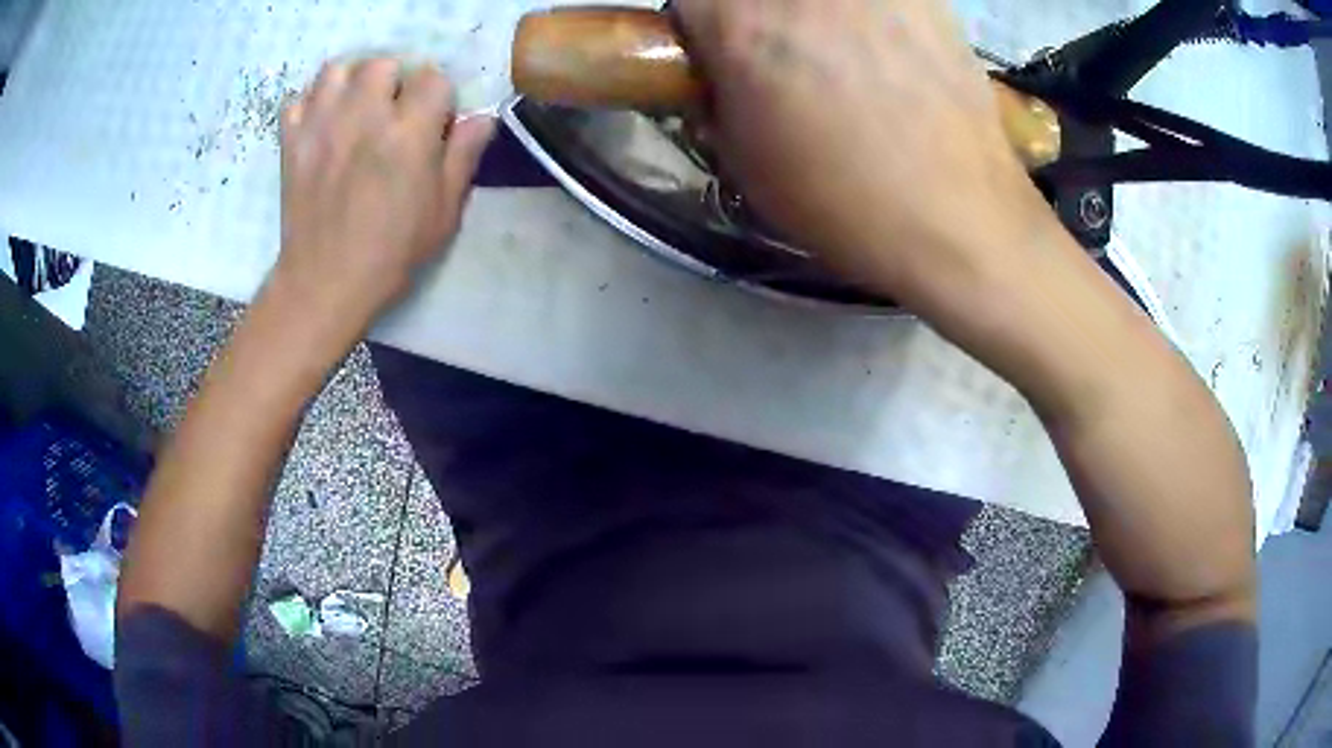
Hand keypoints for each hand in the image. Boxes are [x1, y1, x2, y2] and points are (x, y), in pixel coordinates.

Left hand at [274, 59, 494, 334]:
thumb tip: (483, 117)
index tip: (433, 125)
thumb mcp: (444, 213)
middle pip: (383, 64)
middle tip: (391, 114)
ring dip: (351, 83)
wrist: (324, 284)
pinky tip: (321, 125)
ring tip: (354, 109)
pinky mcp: (292, 142)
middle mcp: (364, 117)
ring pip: (337, 70)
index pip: (433, 78)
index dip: (438, 99)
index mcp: (408, 134)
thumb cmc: (391, 253)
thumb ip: (463, 157)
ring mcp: (322, 126)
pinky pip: (297, 99)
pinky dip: (310, 105)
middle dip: (394, 82)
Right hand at [674, 0, 1063, 308]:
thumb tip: (721, 78)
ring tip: (848, 57)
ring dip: (819, 17)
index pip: (690, 0)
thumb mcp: (746, 165)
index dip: (704, 34)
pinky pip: (883, 1)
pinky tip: (892, 53)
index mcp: (743, 26)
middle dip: (760, 19)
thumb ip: (718, 102)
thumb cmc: (843, 203)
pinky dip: (874, 18)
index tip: (725, 59)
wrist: (957, 218)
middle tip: (787, 57)